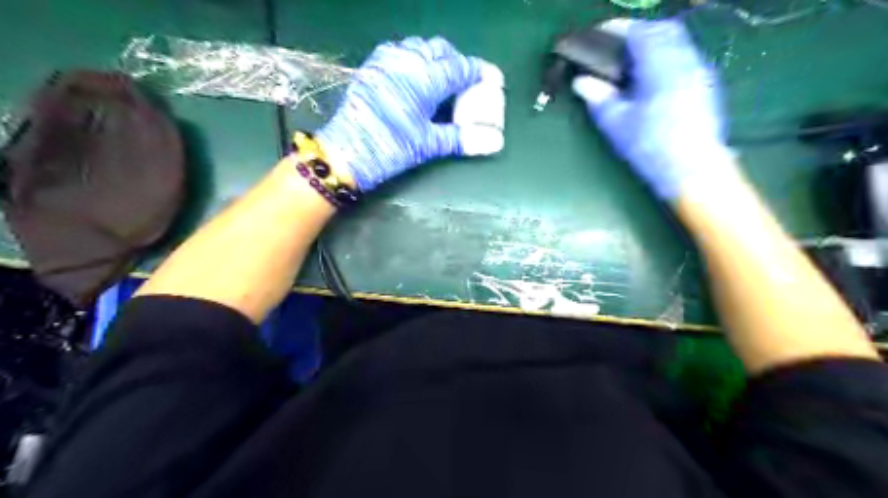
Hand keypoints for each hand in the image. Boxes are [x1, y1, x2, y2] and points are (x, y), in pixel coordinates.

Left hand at [318, 36, 483, 189]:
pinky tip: (415, 77)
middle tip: (468, 83)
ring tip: (443, 79)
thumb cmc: (390, 148)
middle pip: (441, 50)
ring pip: (419, 47)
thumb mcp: (428, 144)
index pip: (460, 68)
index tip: (495, 79)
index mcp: (424, 78)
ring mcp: (386, 61)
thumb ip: (462, 138)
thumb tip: (495, 141)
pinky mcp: (372, 67)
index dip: (480, 72)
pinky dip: (415, 59)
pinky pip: (399, 51)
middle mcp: (406, 60)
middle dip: (458, 62)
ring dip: (436, 58)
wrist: (346, 153)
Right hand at [572, 20, 732, 199]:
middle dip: (639, 31)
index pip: (640, 33)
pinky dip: (666, 56)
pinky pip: (685, 57)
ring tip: (632, 61)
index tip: (600, 31)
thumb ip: (598, 98)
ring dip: (654, 43)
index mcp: (661, 67)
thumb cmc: (652, 147)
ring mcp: (699, 72)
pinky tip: (652, 78)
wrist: (694, 170)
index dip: (619, 28)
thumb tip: (580, 82)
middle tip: (617, 44)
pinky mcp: (705, 86)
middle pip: (664, 29)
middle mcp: (685, 61)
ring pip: (678, 42)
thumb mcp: (618, 124)